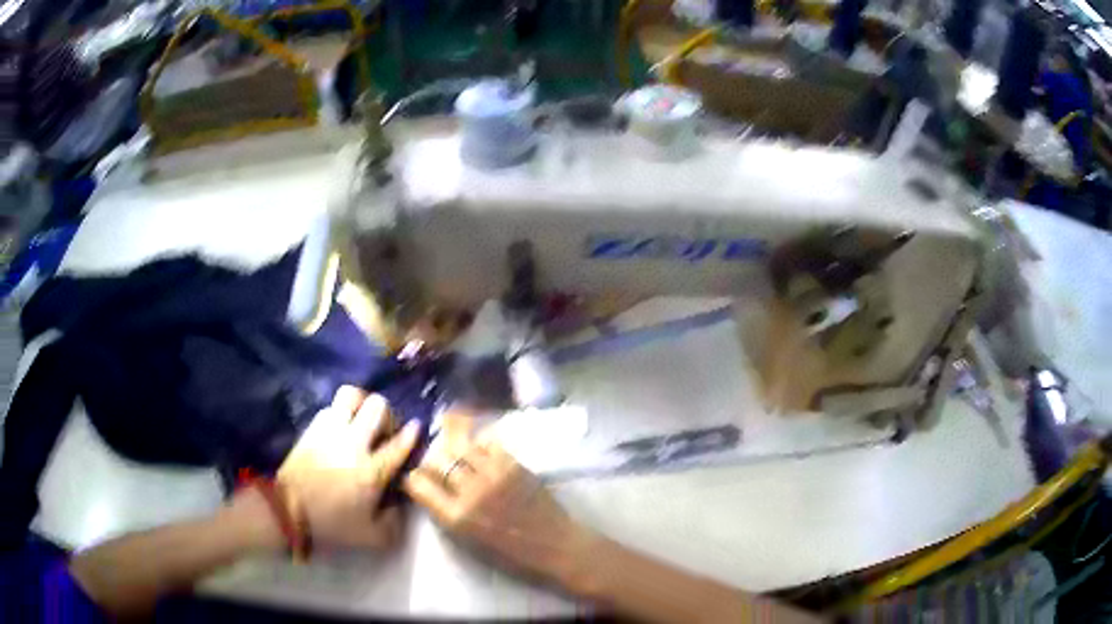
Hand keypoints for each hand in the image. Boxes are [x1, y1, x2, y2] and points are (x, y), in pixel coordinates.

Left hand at [277, 386, 418, 550]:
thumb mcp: (372, 537)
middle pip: (376, 406)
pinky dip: (340, 413)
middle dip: (387, 414)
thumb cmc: (332, 525)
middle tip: (384, 430)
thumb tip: (400, 504)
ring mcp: (329, 432)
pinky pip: (330, 408)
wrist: (288, 513)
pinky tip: (341, 429)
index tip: (416, 429)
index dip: (411, 434)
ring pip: (350, 396)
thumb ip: (395, 522)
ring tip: (361, 422)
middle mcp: (353, 444)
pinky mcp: (311, 429)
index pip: (399, 443)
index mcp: (371, 471)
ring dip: (361, 406)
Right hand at [404, 421, 595, 587]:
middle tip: (436, 466)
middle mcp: (470, 492)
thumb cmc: (511, 554)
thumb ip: (445, 514)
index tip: (416, 479)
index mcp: (456, 517)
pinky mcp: (514, 464)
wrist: (556, 547)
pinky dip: (479, 446)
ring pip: (460, 446)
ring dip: (453, 449)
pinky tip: (481, 454)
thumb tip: (429, 490)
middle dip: (430, 461)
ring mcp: (493, 475)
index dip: (412, 478)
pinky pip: (487, 443)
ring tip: (457, 455)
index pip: (417, 484)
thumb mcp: (467, 542)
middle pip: (435, 460)